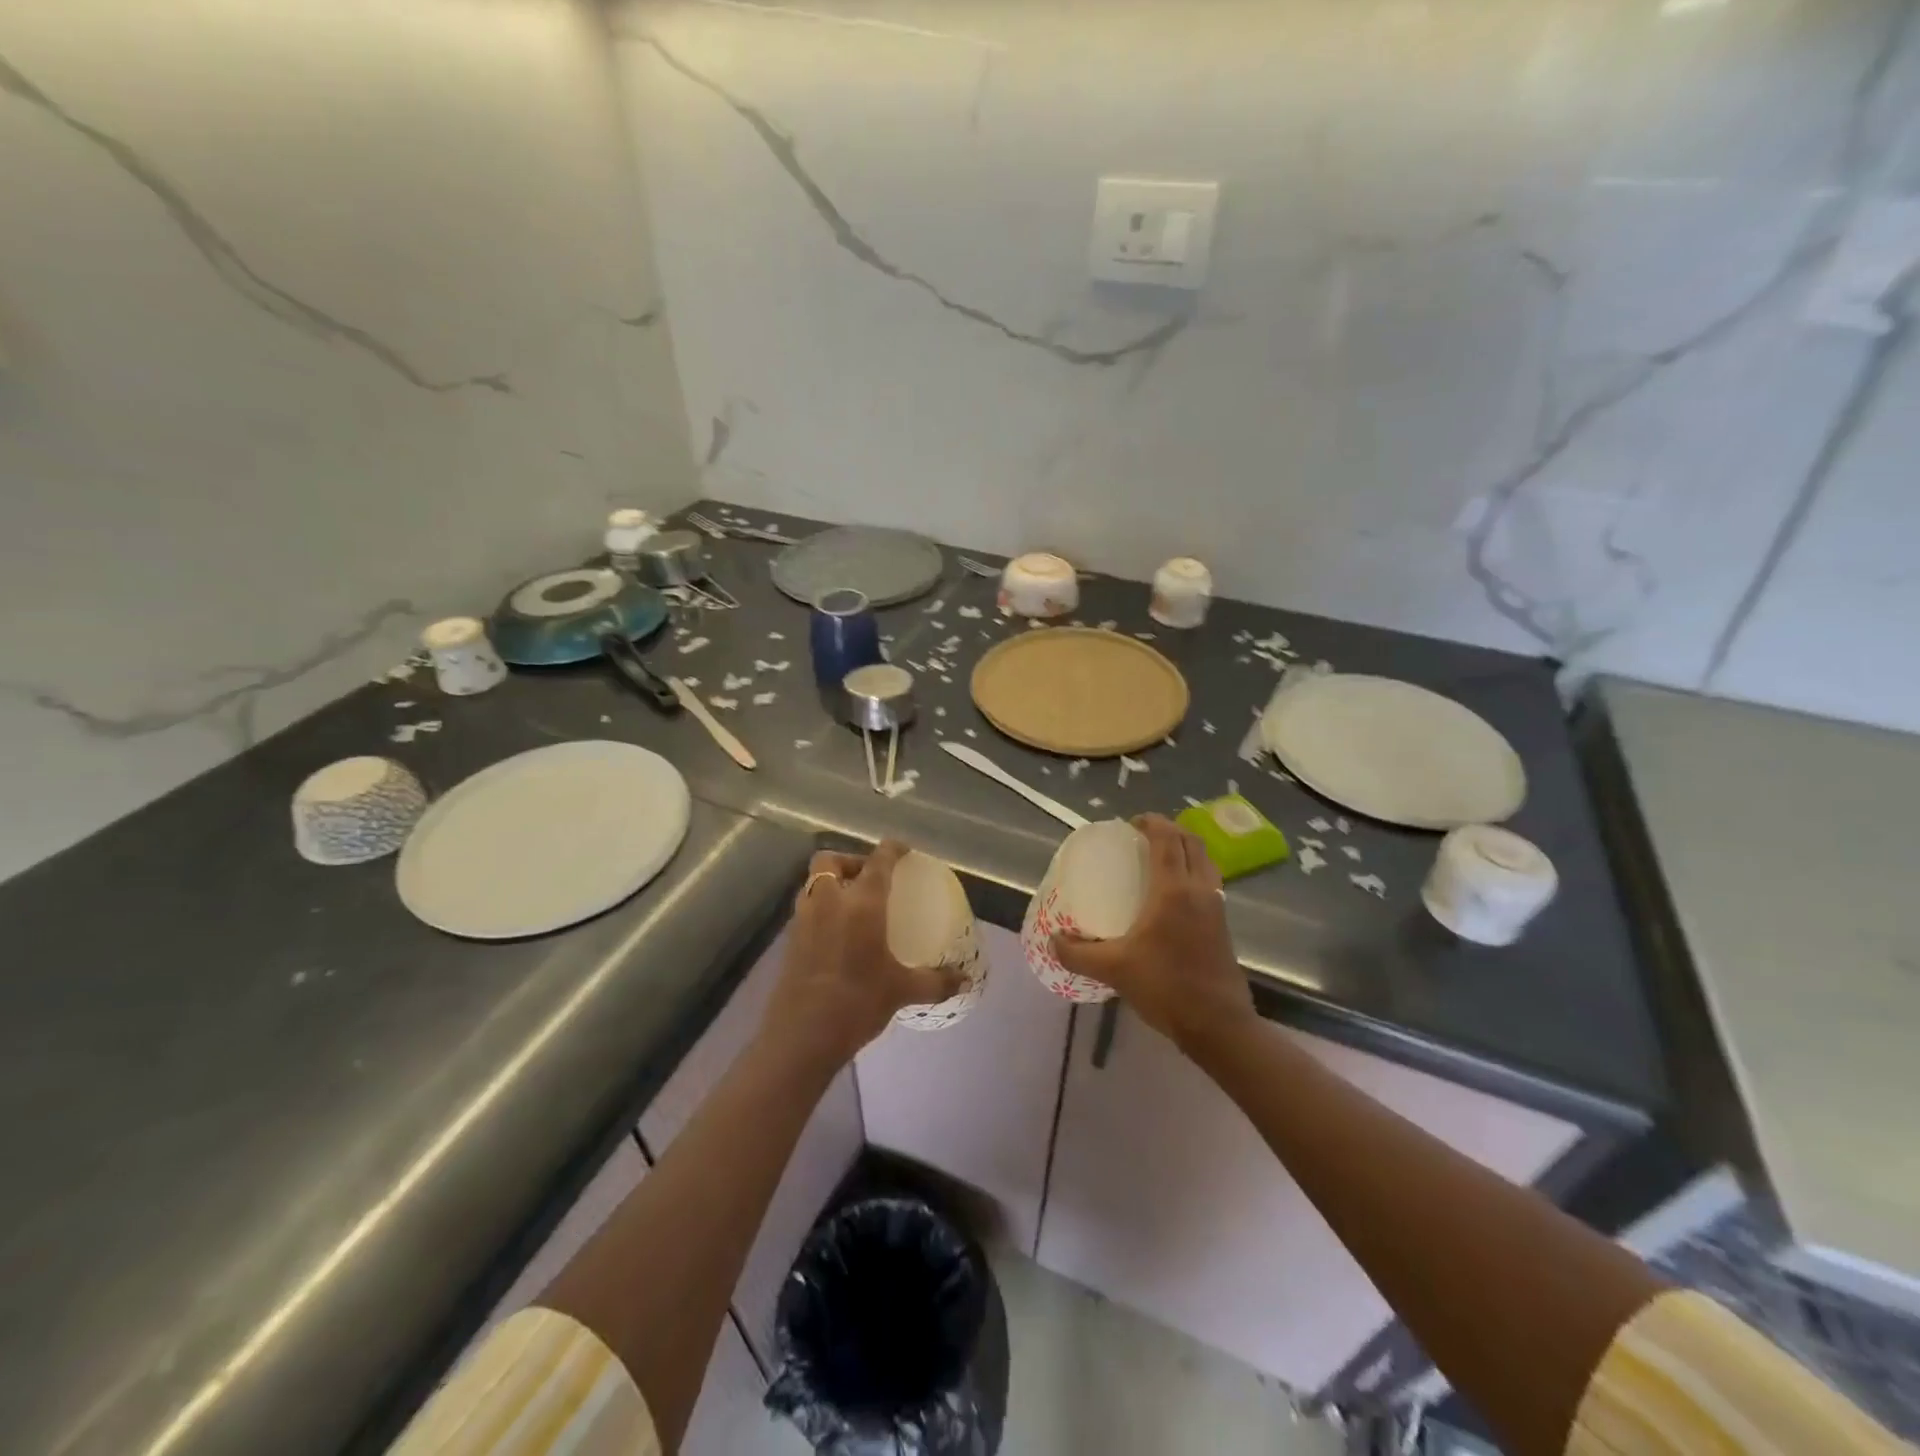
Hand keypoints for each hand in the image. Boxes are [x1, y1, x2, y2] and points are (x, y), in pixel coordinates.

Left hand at [764, 841, 964, 1067]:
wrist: (801, 1036)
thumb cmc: (857, 1002)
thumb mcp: (902, 991)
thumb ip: (936, 981)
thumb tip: (965, 980)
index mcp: (861, 903)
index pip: (878, 861)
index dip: (891, 849)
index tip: (903, 849)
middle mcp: (829, 901)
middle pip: (831, 860)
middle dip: (849, 860)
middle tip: (870, 877)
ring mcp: (804, 919)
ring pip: (814, 883)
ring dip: (832, 882)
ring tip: (853, 903)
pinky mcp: (790, 940)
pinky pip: (807, 908)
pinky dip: (822, 907)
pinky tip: (837, 933)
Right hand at [1051, 814, 1254, 1054]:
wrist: (1218, 1025)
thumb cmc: (1166, 987)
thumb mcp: (1114, 970)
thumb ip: (1078, 954)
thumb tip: (1053, 940)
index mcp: (1173, 891)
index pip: (1166, 840)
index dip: (1151, 823)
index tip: (1131, 823)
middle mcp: (1199, 890)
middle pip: (1191, 842)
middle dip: (1170, 830)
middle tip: (1143, 836)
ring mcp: (1216, 907)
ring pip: (1205, 860)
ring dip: (1185, 849)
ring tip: (1159, 858)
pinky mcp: (1223, 925)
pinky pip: (1210, 881)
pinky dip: (1194, 871)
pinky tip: (1173, 894)